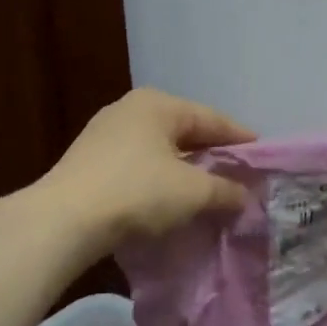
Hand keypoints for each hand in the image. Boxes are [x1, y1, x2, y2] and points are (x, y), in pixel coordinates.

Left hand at [36, 87, 254, 252]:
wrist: (63, 221)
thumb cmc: (136, 192)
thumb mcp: (192, 192)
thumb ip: (225, 190)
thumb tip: (244, 196)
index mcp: (158, 104)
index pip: (212, 118)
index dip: (241, 139)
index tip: (263, 157)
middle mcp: (130, 110)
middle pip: (185, 132)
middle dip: (212, 155)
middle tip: (239, 175)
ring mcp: (105, 135)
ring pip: (161, 150)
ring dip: (185, 170)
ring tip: (208, 191)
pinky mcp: (89, 162)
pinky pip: (139, 166)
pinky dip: (160, 180)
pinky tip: (170, 200)